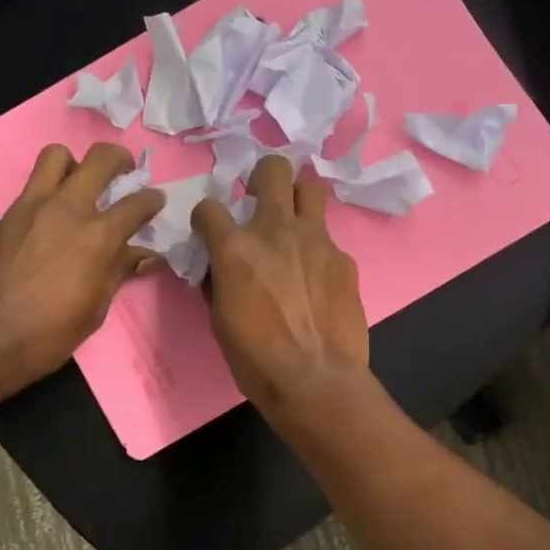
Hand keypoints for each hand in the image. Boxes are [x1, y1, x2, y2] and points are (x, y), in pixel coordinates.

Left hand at [0, 142, 162, 388]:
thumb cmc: (48, 334)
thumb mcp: (95, 310)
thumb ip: (119, 272)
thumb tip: (144, 255)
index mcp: (98, 237)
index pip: (138, 203)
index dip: (152, 200)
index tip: (155, 202)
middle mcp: (68, 209)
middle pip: (100, 158)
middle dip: (119, 159)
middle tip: (123, 173)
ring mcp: (32, 207)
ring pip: (57, 155)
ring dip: (74, 163)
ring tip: (79, 185)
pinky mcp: (6, 215)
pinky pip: (31, 186)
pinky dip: (48, 192)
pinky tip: (49, 219)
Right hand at [192, 155, 369, 413]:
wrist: (315, 380)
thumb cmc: (255, 358)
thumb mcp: (220, 319)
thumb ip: (218, 279)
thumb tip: (218, 266)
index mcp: (235, 248)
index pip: (208, 208)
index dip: (205, 217)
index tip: (209, 230)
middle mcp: (275, 230)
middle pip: (273, 169)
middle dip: (263, 176)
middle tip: (260, 198)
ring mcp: (316, 240)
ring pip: (311, 187)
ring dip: (298, 198)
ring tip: (294, 221)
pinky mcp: (344, 258)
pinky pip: (328, 239)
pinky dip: (318, 250)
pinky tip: (318, 278)